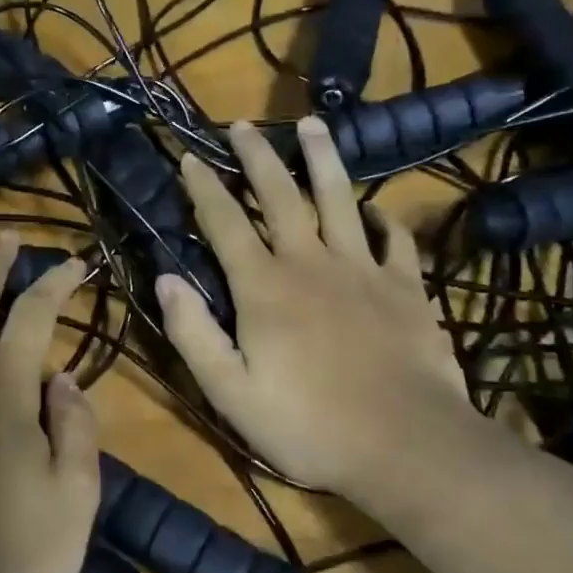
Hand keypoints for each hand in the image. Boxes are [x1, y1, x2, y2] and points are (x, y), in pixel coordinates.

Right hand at [155, 117, 476, 493]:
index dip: (203, 187)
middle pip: (280, 195)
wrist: (408, 447)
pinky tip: (374, 210)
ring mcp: (363, 270)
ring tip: (312, 125)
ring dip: (322, 159)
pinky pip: (393, 240)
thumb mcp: (231, 394)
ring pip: (339, 199)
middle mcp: (311, 263)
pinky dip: (382, 219)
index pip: (224, 223)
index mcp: (264, 287)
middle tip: (242, 125)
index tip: (189, 156)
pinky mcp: (406, 287)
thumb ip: (193, 334)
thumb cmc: (309, 426)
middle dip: (257, 157)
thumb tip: (164, 279)